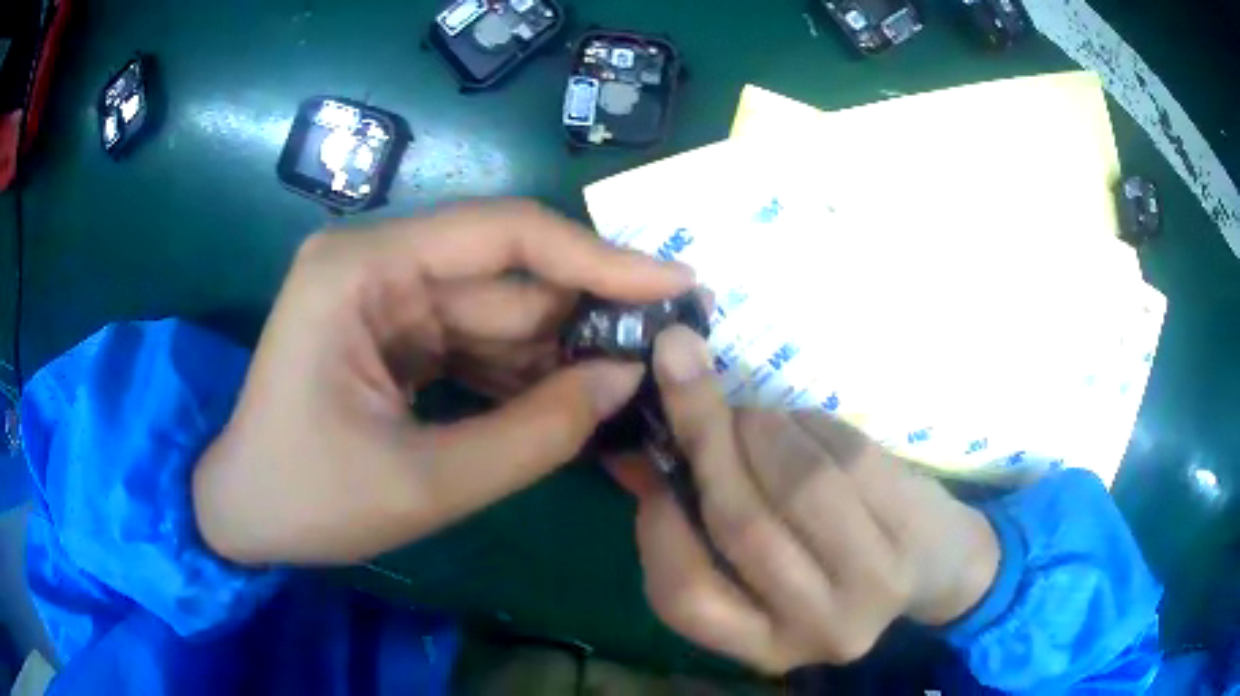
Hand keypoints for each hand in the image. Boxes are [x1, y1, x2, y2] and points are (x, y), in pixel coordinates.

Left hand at [192, 200, 693, 565]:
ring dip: (559, 348)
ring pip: (497, 308)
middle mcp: (375, 262)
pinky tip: (569, 400)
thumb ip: (535, 434)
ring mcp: (382, 295)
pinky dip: (522, 370)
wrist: (242, 515)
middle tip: (669, 342)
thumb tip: (626, 379)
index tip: (674, 280)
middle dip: (585, 311)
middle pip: (505, 272)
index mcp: (362, 270)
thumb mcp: (425, 483)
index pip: (502, 235)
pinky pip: (474, 339)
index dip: (597, 256)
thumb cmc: (307, 500)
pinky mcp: (391, 330)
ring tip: (632, 381)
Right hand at [628, 327, 999, 672]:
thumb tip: (630, 449)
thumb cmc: (833, 562)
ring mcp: (871, 588)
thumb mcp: (765, 559)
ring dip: (762, 428)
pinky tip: (799, 421)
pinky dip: (811, 426)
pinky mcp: (913, 534)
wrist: (934, 563)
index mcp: (762, 645)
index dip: (660, 525)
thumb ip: (698, 515)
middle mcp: (814, 630)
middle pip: (745, 529)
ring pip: (800, 486)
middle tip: (683, 370)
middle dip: (706, 439)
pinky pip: (849, 461)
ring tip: (751, 413)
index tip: (655, 460)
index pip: (686, 598)